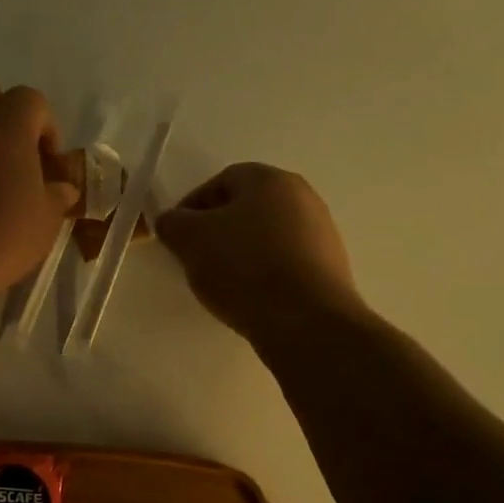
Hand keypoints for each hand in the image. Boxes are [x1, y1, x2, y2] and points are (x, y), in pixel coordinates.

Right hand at [156, 163, 363, 342]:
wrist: (307, 322)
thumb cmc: (244, 268)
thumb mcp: (190, 240)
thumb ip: (172, 223)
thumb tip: (172, 221)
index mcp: (270, 180)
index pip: (221, 181)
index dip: (192, 206)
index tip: (178, 236)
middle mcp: (303, 197)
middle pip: (247, 208)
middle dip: (217, 230)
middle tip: (197, 259)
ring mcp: (322, 233)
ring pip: (267, 236)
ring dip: (242, 253)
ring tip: (223, 284)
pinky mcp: (331, 268)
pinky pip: (286, 263)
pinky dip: (265, 274)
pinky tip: (253, 298)